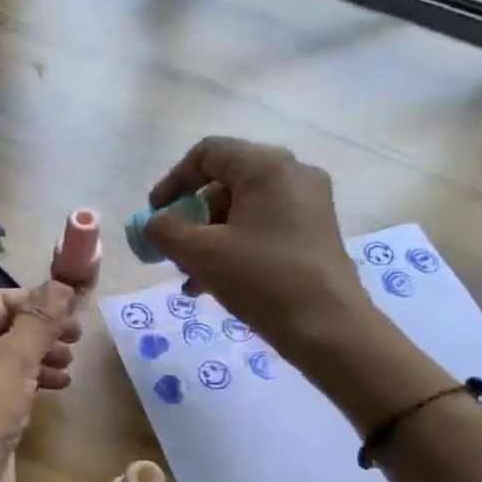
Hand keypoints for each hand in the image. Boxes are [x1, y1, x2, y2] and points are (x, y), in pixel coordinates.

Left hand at [0, 280, 79, 481]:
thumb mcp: (15, 358)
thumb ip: (41, 320)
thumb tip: (62, 283)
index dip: (38, 301)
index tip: (75, 312)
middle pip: (5, 327)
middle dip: (42, 330)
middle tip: (77, 339)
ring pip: (10, 358)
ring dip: (42, 356)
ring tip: (70, 365)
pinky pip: (10, 386)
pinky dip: (34, 382)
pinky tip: (58, 388)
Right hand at [144, 137, 369, 357]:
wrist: (328, 327)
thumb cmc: (262, 279)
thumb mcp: (202, 254)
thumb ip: (167, 231)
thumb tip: (153, 223)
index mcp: (267, 167)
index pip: (208, 154)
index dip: (173, 182)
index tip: (154, 216)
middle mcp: (292, 175)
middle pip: (225, 183)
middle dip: (191, 219)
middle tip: (172, 251)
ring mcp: (308, 205)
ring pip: (243, 211)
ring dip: (209, 240)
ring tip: (190, 279)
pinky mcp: (314, 234)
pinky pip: (263, 229)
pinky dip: (234, 248)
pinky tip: (213, 285)